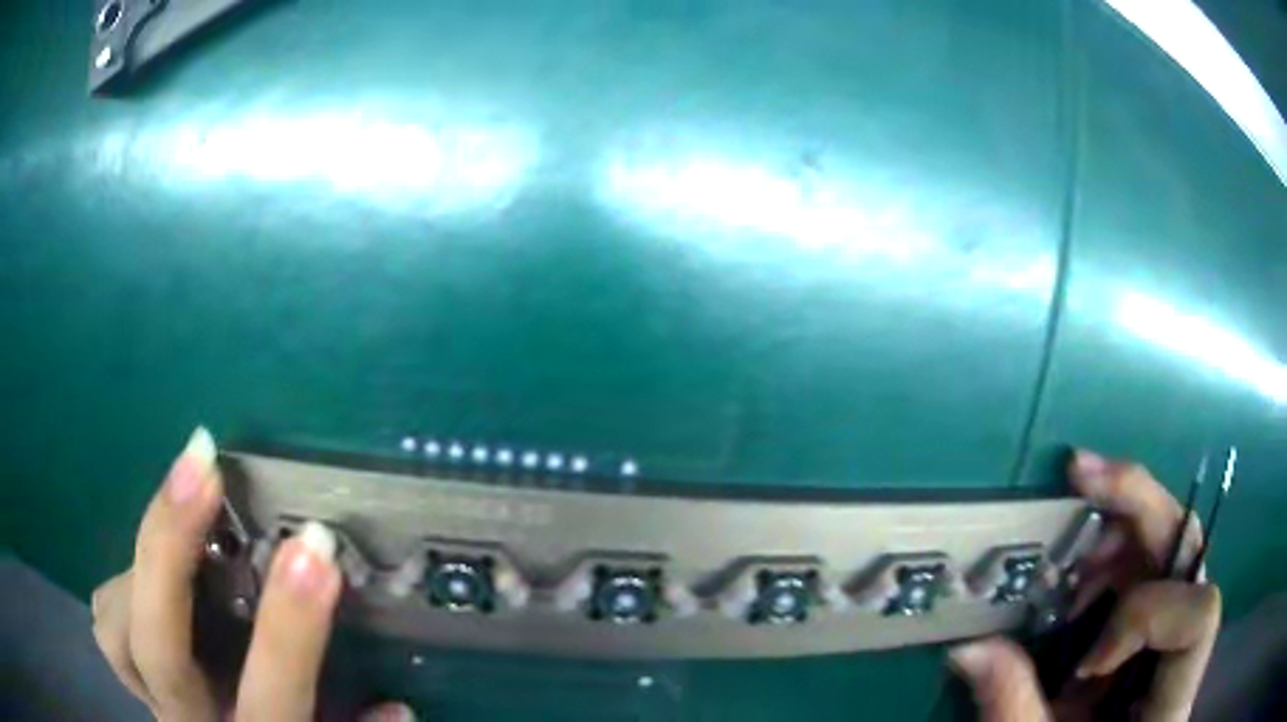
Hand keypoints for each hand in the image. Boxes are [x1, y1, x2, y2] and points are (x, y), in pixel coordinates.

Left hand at [91, 428, 414, 721]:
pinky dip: (118, 592)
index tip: (314, 544)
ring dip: (136, 570)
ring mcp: (152, 701)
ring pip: (114, 634)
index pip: (273, 694)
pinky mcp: (133, 682)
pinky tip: (145, 574)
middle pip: (160, 653)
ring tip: (172, 518)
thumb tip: (396, 705)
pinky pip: (106, 627)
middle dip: (169, 552)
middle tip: (202, 465)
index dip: (288, 626)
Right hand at [949, 451, 1220, 721]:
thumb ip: (1014, 705)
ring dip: (1119, 524)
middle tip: (1080, 475)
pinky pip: (1148, 557)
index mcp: (1175, 691)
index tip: (1086, 664)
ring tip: (1067, 549)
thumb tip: (966, 650)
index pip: (1199, 616)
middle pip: (1190, 546)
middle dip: (1138, 503)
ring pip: (1171, 537)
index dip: (1146, 619)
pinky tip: (1077, 569)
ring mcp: (1178, 615)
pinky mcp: (1159, 610)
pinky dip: (1111, 548)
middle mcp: (1189, 639)